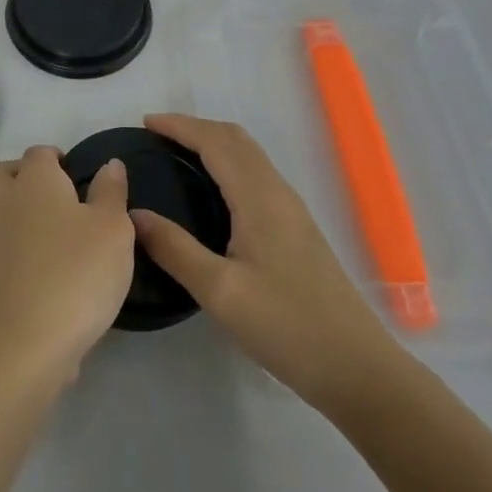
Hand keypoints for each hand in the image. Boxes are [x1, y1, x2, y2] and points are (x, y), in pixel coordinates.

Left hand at [0, 146, 136, 386]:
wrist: (28, 341)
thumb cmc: (78, 272)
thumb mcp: (113, 228)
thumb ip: (111, 192)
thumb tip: (109, 164)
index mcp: (35, 182)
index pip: (38, 153)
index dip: (56, 158)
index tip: (77, 173)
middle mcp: (6, 204)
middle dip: (21, 174)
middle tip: (55, 194)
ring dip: (15, 212)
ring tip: (51, 231)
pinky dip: (16, 248)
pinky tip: (45, 266)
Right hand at [131, 113, 398, 413]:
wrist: (357, 368)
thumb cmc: (286, 326)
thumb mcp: (220, 292)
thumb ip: (175, 249)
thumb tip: (134, 214)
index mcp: (259, 198)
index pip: (215, 142)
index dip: (180, 126)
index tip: (145, 123)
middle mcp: (278, 193)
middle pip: (235, 140)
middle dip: (195, 128)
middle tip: (156, 136)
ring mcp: (292, 211)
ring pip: (249, 156)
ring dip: (213, 143)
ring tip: (177, 155)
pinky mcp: (297, 230)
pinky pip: (256, 176)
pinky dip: (228, 163)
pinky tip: (213, 191)